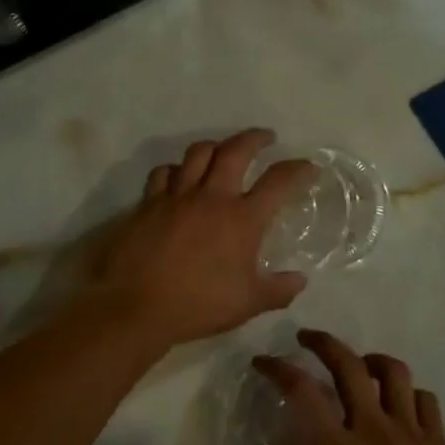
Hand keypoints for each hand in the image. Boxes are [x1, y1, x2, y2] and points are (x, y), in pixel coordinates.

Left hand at [84, 129, 316, 348]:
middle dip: (255, 138)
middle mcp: (211, 197)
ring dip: (215, 147)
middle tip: (266, 137)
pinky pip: (164, 173)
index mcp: (242, 218)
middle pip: (236, 150)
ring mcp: (177, 196)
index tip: (307, 167)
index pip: (278, 181)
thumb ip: (278, 290)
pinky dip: (176, 170)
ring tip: (222, 151)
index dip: (297, 169)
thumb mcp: (248, 304)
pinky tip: (179, 177)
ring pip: (198, 153)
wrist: (136, 306)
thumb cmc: (198, 305)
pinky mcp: (148, 203)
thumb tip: (300, 279)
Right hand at [257, 330, 444, 444]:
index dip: (279, 368)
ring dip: (370, 359)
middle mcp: (374, 428)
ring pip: (392, 372)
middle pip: (348, 365)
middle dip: (323, 343)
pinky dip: (408, 392)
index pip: (302, 391)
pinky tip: (400, 404)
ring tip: (359, 364)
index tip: (264, 362)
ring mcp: (411, 432)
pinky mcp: (439, 443)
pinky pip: (425, 400)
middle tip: (307, 339)